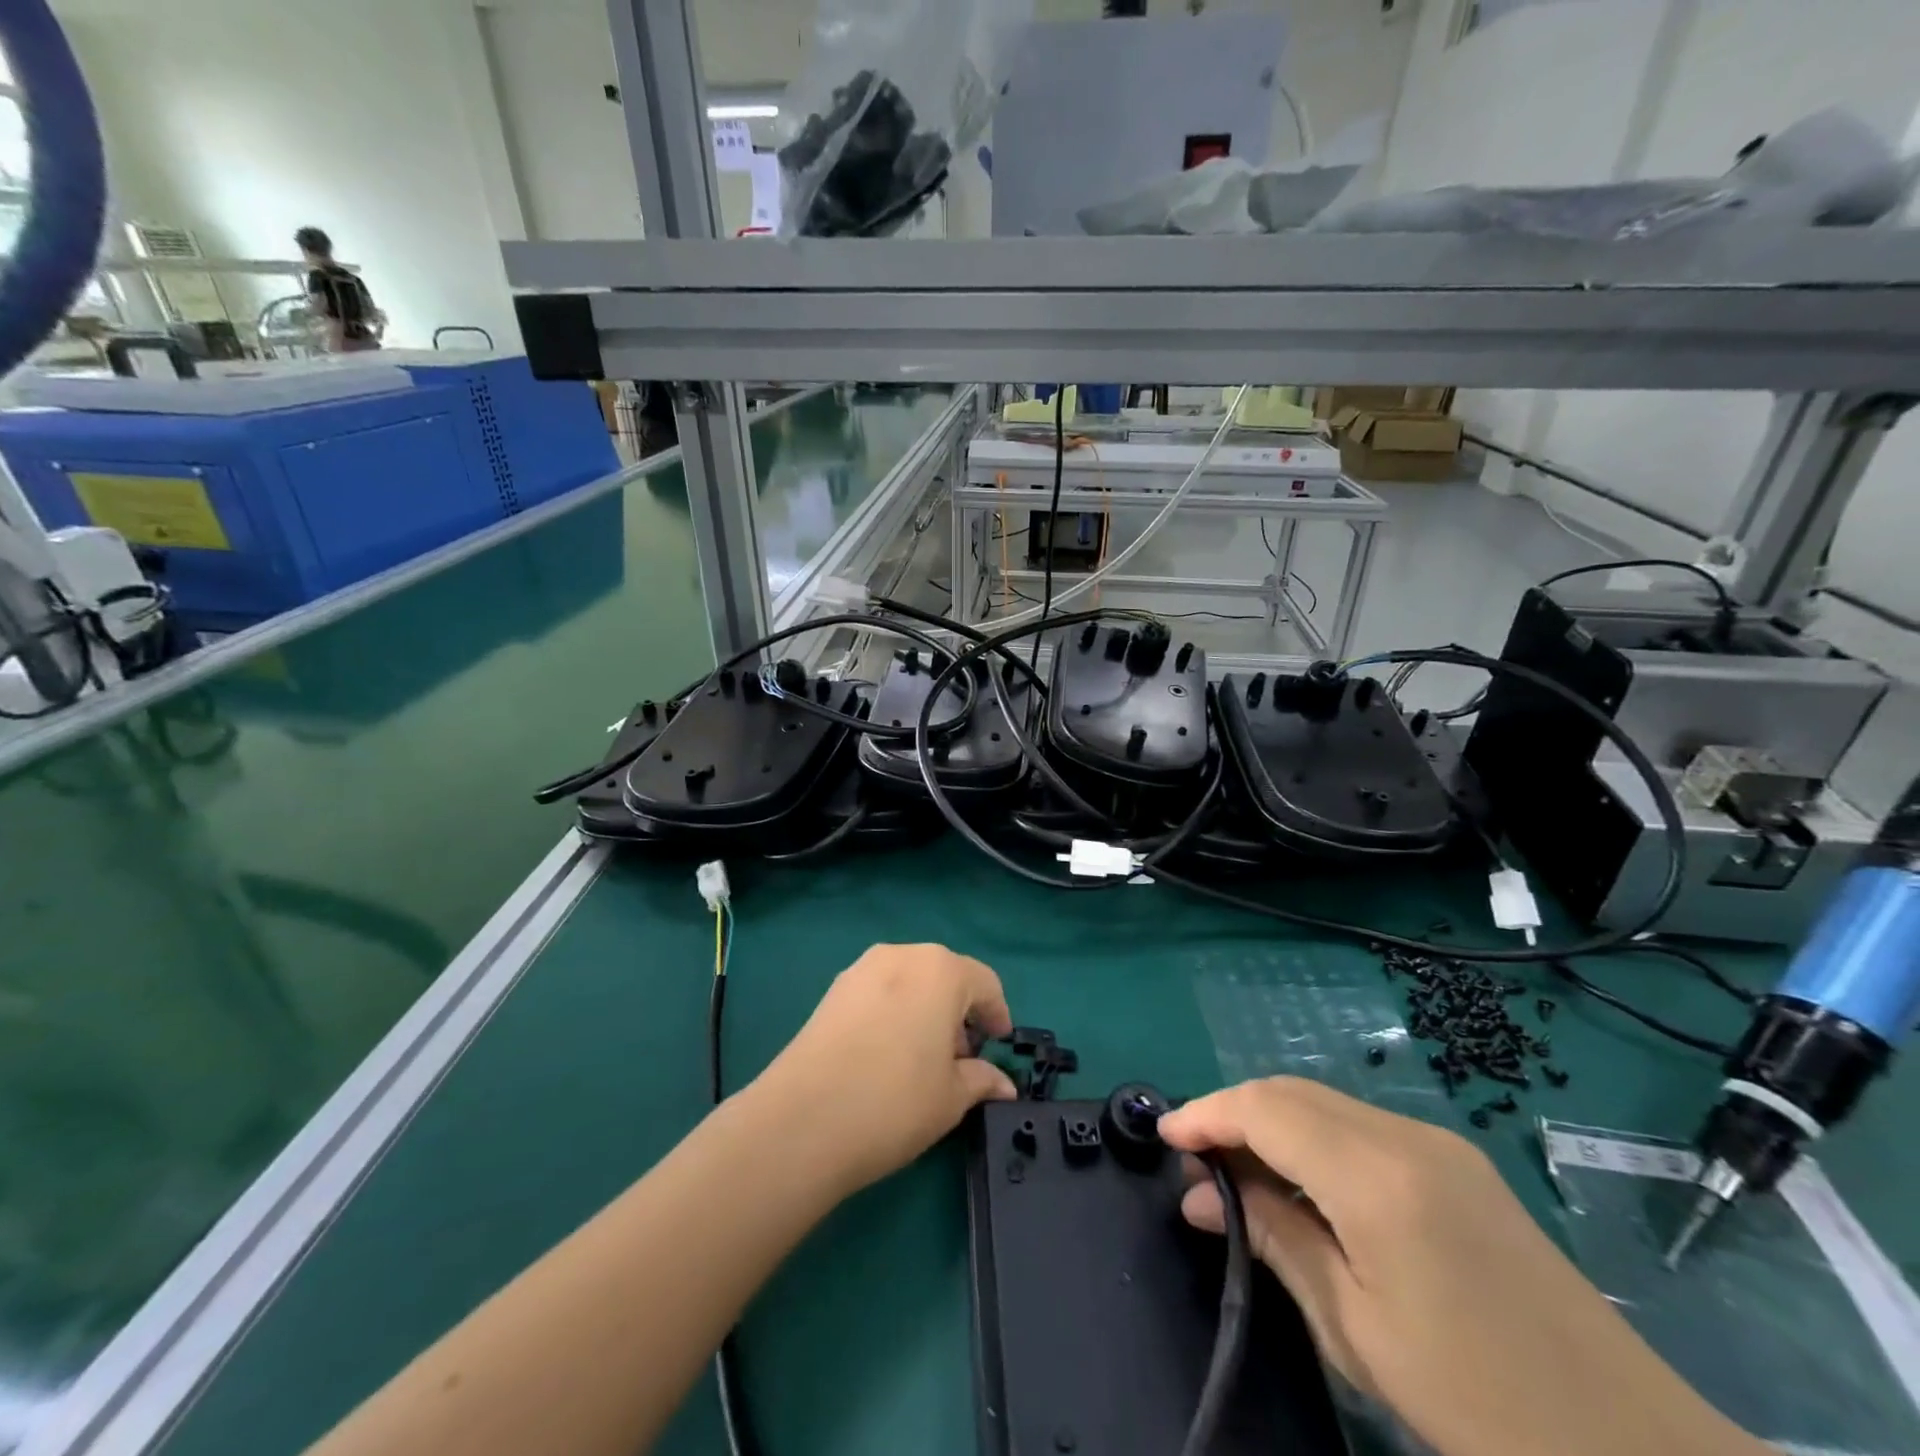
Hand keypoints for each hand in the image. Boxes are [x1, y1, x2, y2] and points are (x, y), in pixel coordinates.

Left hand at [752, 944, 1015, 1195]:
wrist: (804, 1119)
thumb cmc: (895, 1101)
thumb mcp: (952, 1097)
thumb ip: (983, 1080)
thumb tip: (1004, 1084)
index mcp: (942, 970)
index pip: (985, 983)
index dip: (997, 1015)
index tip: (998, 1047)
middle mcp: (903, 955)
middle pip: (946, 976)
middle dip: (959, 1013)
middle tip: (960, 1060)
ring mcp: (862, 968)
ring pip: (910, 982)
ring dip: (925, 1010)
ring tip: (921, 1059)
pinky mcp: (833, 990)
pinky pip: (879, 992)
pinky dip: (894, 1012)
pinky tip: (885, 1055)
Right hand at [1159, 1078, 1764, 1455]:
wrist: (1641, 1455)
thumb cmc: (1481, 1403)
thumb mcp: (1356, 1328)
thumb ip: (1274, 1238)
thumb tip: (1200, 1193)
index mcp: (1376, 1175)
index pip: (1264, 1108)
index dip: (1206, 1113)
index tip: (1163, 1137)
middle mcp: (1404, 1135)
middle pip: (1290, 1092)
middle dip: (1232, 1113)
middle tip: (1193, 1161)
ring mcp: (1438, 1142)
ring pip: (1322, 1103)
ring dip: (1270, 1123)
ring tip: (1235, 1175)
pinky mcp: (1456, 1162)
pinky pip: (1359, 1126)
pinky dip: (1311, 1138)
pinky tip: (1299, 1183)